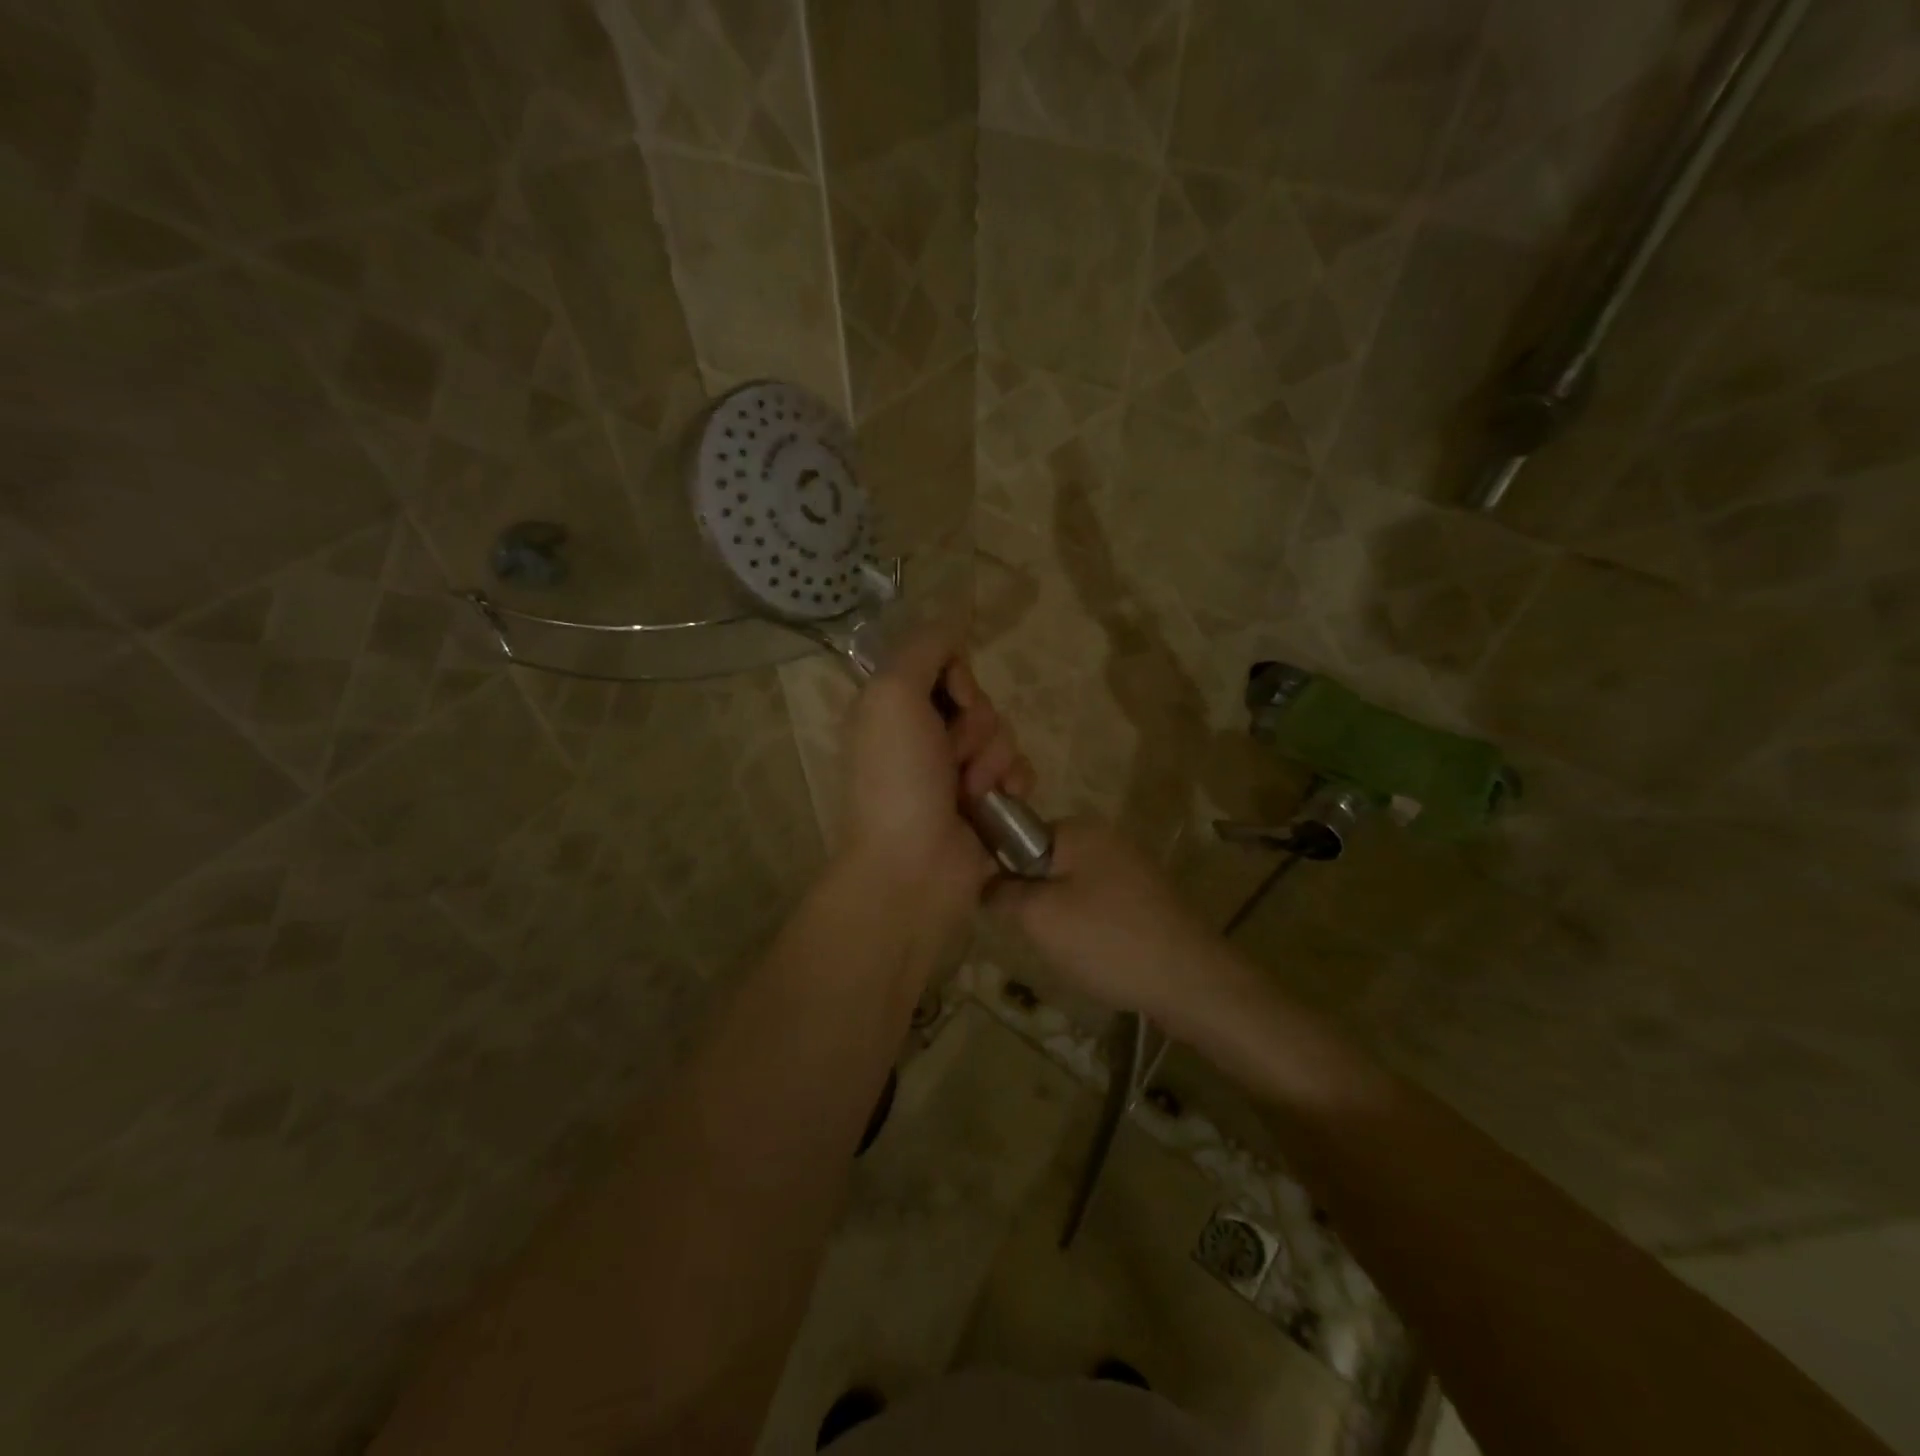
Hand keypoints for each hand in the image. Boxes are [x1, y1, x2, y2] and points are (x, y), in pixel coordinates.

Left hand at [837, 626, 1034, 940]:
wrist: (914, 867)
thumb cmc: (897, 778)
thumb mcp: (892, 696)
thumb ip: (922, 649)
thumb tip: (953, 621)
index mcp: (894, 708)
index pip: (943, 663)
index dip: (958, 676)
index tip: (954, 697)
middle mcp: (923, 734)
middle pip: (978, 698)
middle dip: (976, 724)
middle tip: (953, 754)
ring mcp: (956, 770)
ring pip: (1003, 732)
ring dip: (993, 758)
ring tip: (971, 790)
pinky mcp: (987, 801)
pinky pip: (1019, 768)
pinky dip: (1014, 781)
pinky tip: (1001, 801)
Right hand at [993, 819, 1224, 1026]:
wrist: (1192, 980)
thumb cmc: (1107, 939)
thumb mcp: (1038, 917)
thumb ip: (1001, 893)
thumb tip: (984, 884)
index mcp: (1078, 828)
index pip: (1017, 837)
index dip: (1002, 872)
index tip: (1002, 909)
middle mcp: (1105, 837)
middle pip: (1044, 863)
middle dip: (1033, 899)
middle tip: (1036, 935)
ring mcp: (1129, 866)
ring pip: (1069, 887)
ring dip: (1060, 917)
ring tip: (1068, 951)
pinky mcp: (1145, 897)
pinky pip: (1098, 904)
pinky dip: (1089, 927)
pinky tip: (1095, 955)